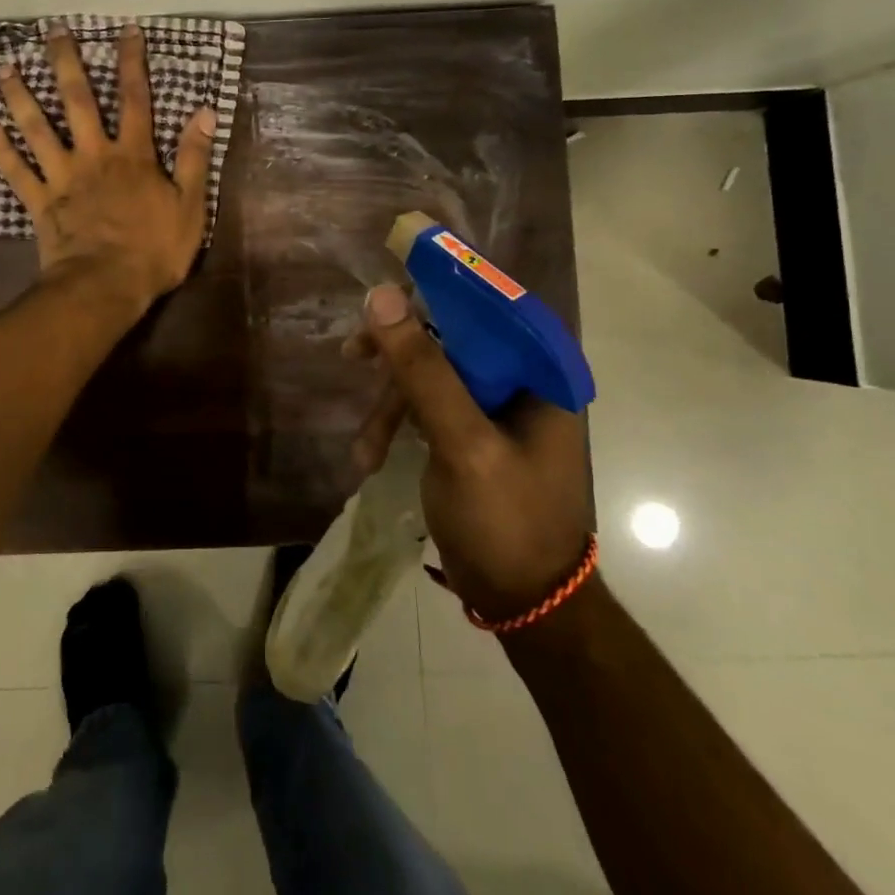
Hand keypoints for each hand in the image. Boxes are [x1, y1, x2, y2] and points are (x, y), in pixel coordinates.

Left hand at [0, 22, 215, 308]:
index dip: (132, 63)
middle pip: (77, 101)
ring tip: (3, 66)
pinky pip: (16, 172)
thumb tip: (204, 112)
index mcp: (133, 155)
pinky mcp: (40, 202)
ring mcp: (62, 177)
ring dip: (19, 96)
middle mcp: (94, 155)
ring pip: (37, 129)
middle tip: (50, 31)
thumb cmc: (153, 251)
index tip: (126, 30)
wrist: (106, 287)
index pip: (135, 99)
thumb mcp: (190, 207)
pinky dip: (0, 149)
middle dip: (65, 63)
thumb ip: (193, 158)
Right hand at [350, 284, 591, 619]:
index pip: (492, 304)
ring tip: (365, 448)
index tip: (387, 291)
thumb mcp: (463, 444)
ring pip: (431, 374)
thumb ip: (425, 370)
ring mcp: (494, 410)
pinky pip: (427, 408)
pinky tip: (371, 455)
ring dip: (391, 404)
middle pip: (453, 336)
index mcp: (541, 373)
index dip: (439, 286)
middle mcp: (522, 382)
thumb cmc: (507, 522)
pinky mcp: (470, 435)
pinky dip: (397, 426)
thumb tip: (382, 296)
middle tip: (353, 354)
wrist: (525, 607)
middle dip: (401, 354)